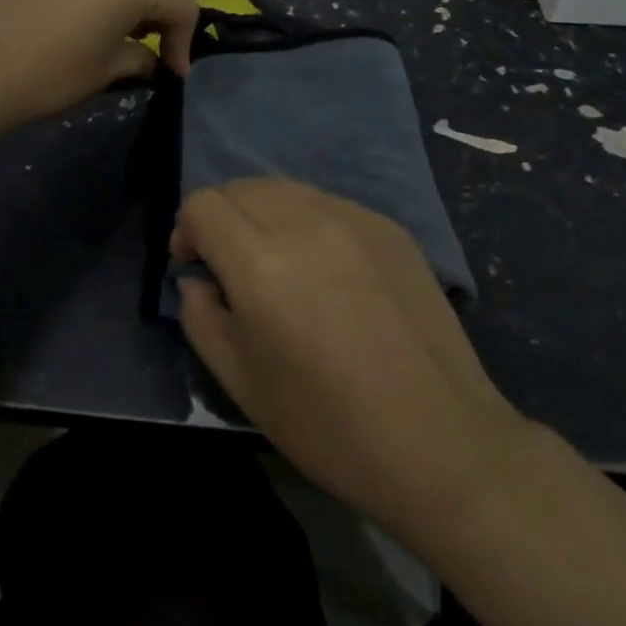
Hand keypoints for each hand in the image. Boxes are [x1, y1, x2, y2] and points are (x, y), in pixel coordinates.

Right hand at [172, 179, 527, 539]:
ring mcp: (353, 218)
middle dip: (221, 217)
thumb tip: (196, 280)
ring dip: (262, 213)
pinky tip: (325, 269)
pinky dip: (307, 220)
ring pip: (286, 188)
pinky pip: (328, 203)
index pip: (203, 203)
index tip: (194, 266)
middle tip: (230, 265)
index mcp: (261, 263)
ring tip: (276, 262)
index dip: (186, 229)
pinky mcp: (388, 226)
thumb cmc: (329, 425)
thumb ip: (202, 319)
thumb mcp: (242, 384)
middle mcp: (305, 222)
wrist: (439, 439)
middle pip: (242, 186)